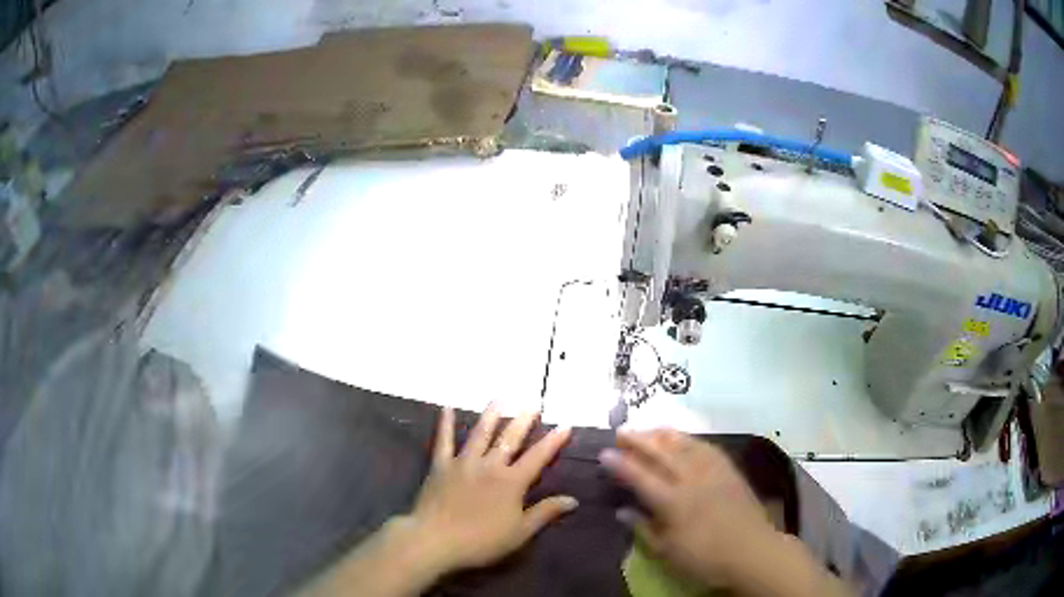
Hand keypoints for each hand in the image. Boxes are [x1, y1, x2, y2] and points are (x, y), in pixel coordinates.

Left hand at [304, 406, 575, 596]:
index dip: (553, 441)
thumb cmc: (481, 541)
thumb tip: (573, 499)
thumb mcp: (520, 532)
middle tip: (533, 404)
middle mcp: (489, 465)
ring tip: (499, 398)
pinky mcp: (440, 466)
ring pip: (480, 433)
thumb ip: (545, 513)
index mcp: (511, 482)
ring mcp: (463, 462)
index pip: (538, 457)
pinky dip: (445, 423)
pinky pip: (443, 441)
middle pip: (510, 438)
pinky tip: (446, 407)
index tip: (565, 424)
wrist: (436, 540)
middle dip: (523, 420)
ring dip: (491, 415)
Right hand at [599, 430, 779, 588]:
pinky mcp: (729, 470)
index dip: (620, 463)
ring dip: (663, 434)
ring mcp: (713, 471)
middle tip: (620, 432)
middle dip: (638, 439)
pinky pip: (707, 447)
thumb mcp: (667, 552)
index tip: (604, 452)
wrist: (752, 551)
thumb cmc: (706, 558)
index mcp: (673, 502)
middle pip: (661, 452)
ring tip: (647, 429)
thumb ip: (644, 528)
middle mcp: (691, 479)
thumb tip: (622, 510)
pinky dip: (691, 439)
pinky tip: (683, 439)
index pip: (640, 476)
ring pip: (684, 444)